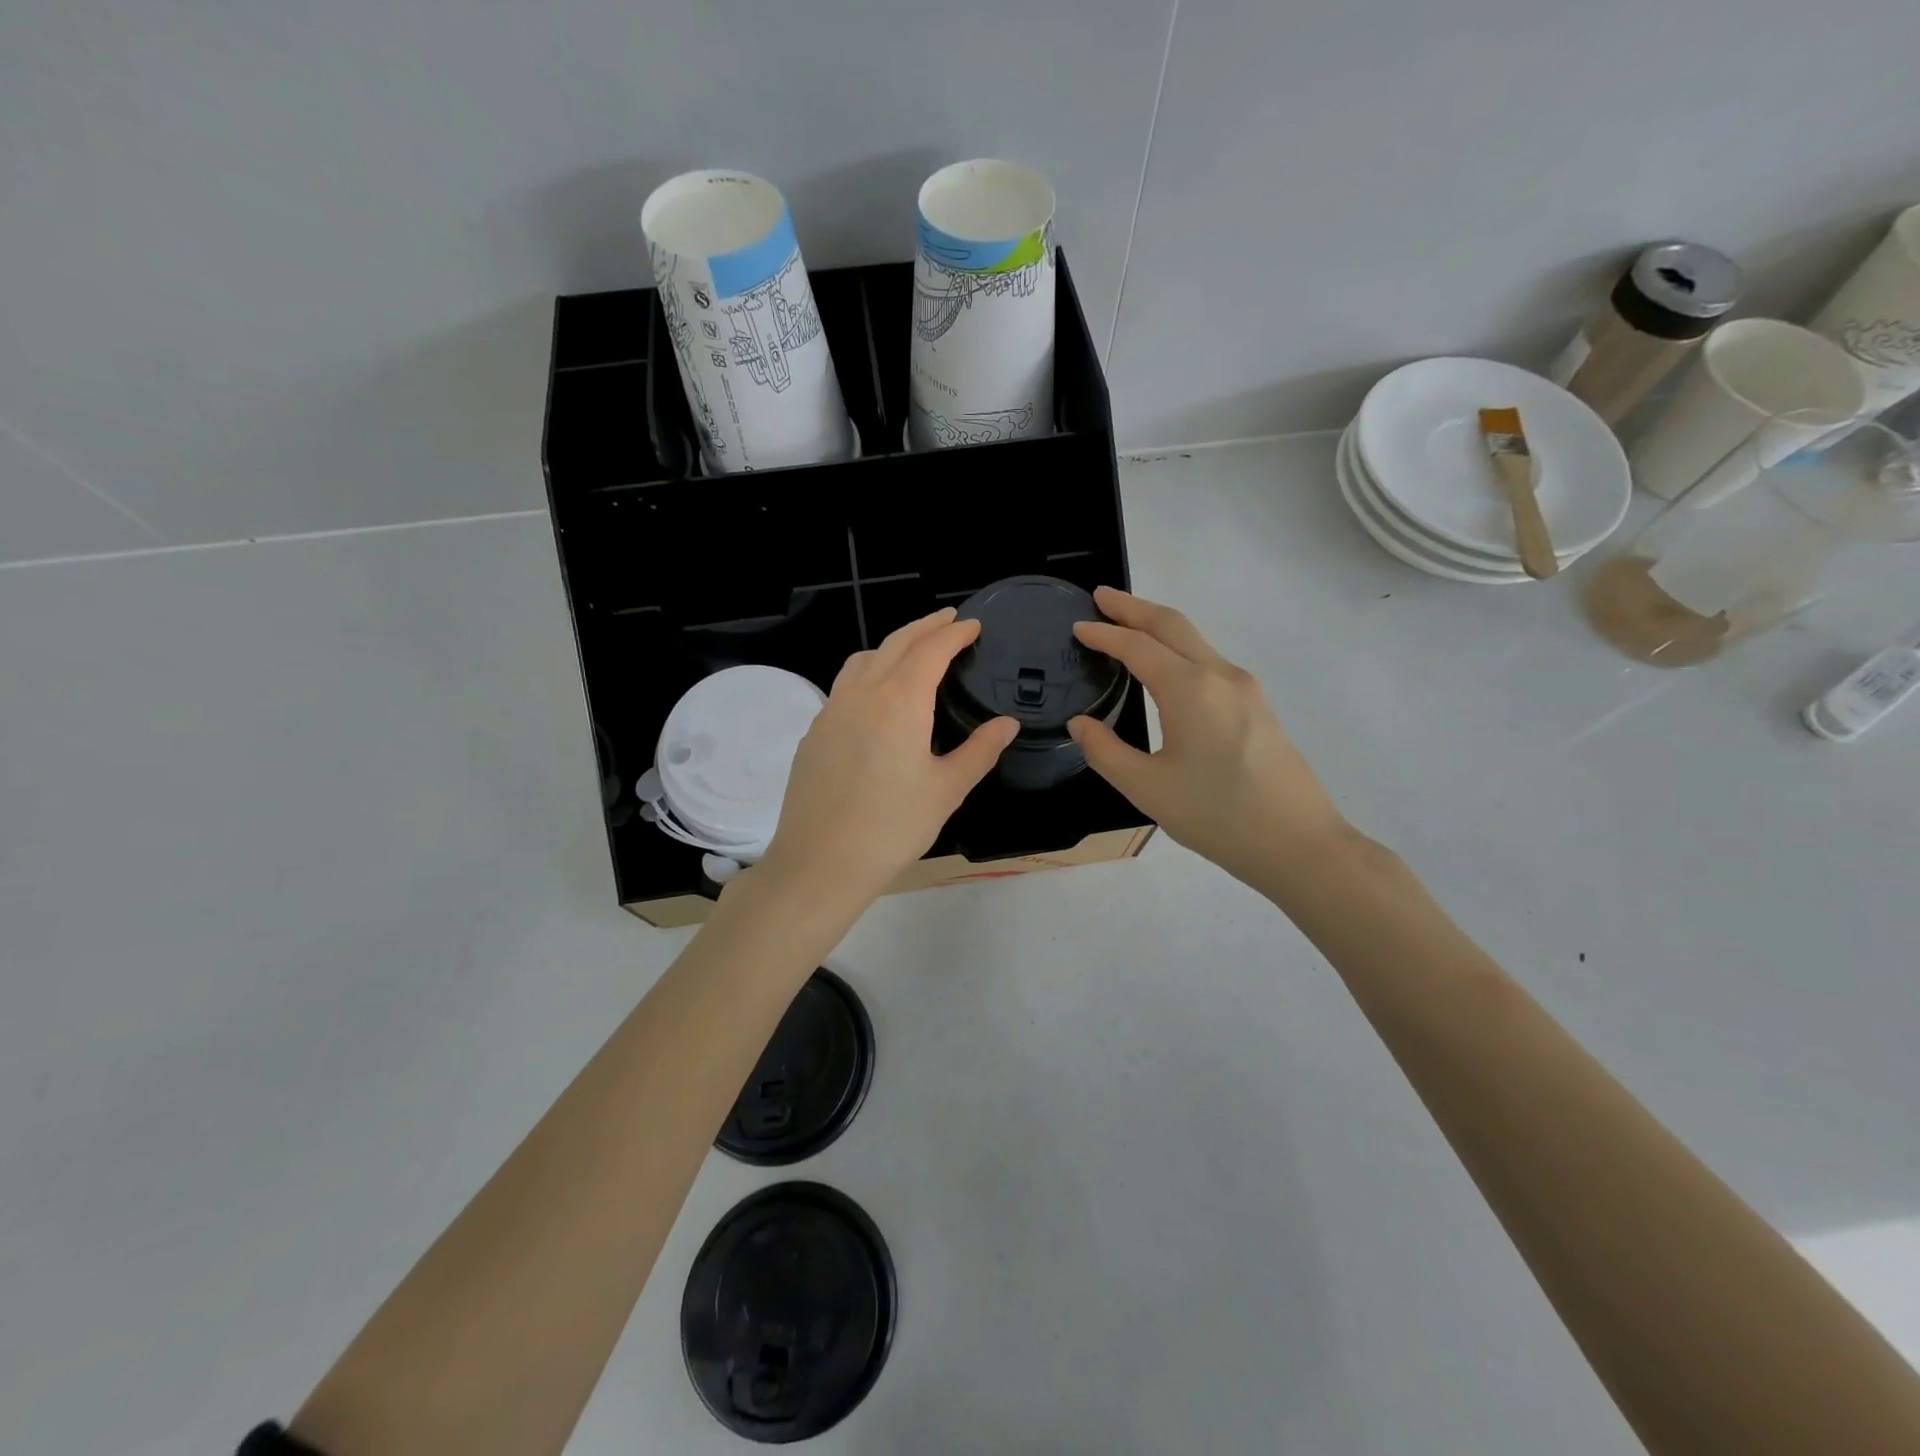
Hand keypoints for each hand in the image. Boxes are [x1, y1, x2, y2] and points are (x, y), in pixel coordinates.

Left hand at [756, 608, 1018, 918]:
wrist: (821, 863)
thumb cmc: (893, 827)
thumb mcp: (947, 790)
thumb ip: (980, 751)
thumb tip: (1006, 724)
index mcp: (900, 701)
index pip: (931, 650)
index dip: (954, 633)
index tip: (972, 625)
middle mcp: (862, 694)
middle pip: (895, 644)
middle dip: (924, 627)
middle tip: (947, 620)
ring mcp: (831, 711)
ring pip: (863, 660)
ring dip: (891, 645)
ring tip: (912, 651)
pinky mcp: (814, 732)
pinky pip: (844, 686)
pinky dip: (868, 673)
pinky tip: (877, 699)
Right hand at [1069, 587, 1348, 889]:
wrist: (1299, 844)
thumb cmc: (1217, 816)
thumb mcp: (1147, 788)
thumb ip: (1105, 751)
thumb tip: (1081, 724)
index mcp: (1189, 689)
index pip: (1137, 646)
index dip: (1103, 634)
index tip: (1078, 626)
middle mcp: (1220, 676)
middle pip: (1172, 624)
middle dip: (1133, 607)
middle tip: (1101, 597)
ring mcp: (1246, 689)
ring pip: (1195, 641)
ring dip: (1159, 627)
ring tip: (1128, 629)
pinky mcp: (1258, 707)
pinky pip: (1210, 662)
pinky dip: (1180, 651)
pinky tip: (1167, 670)